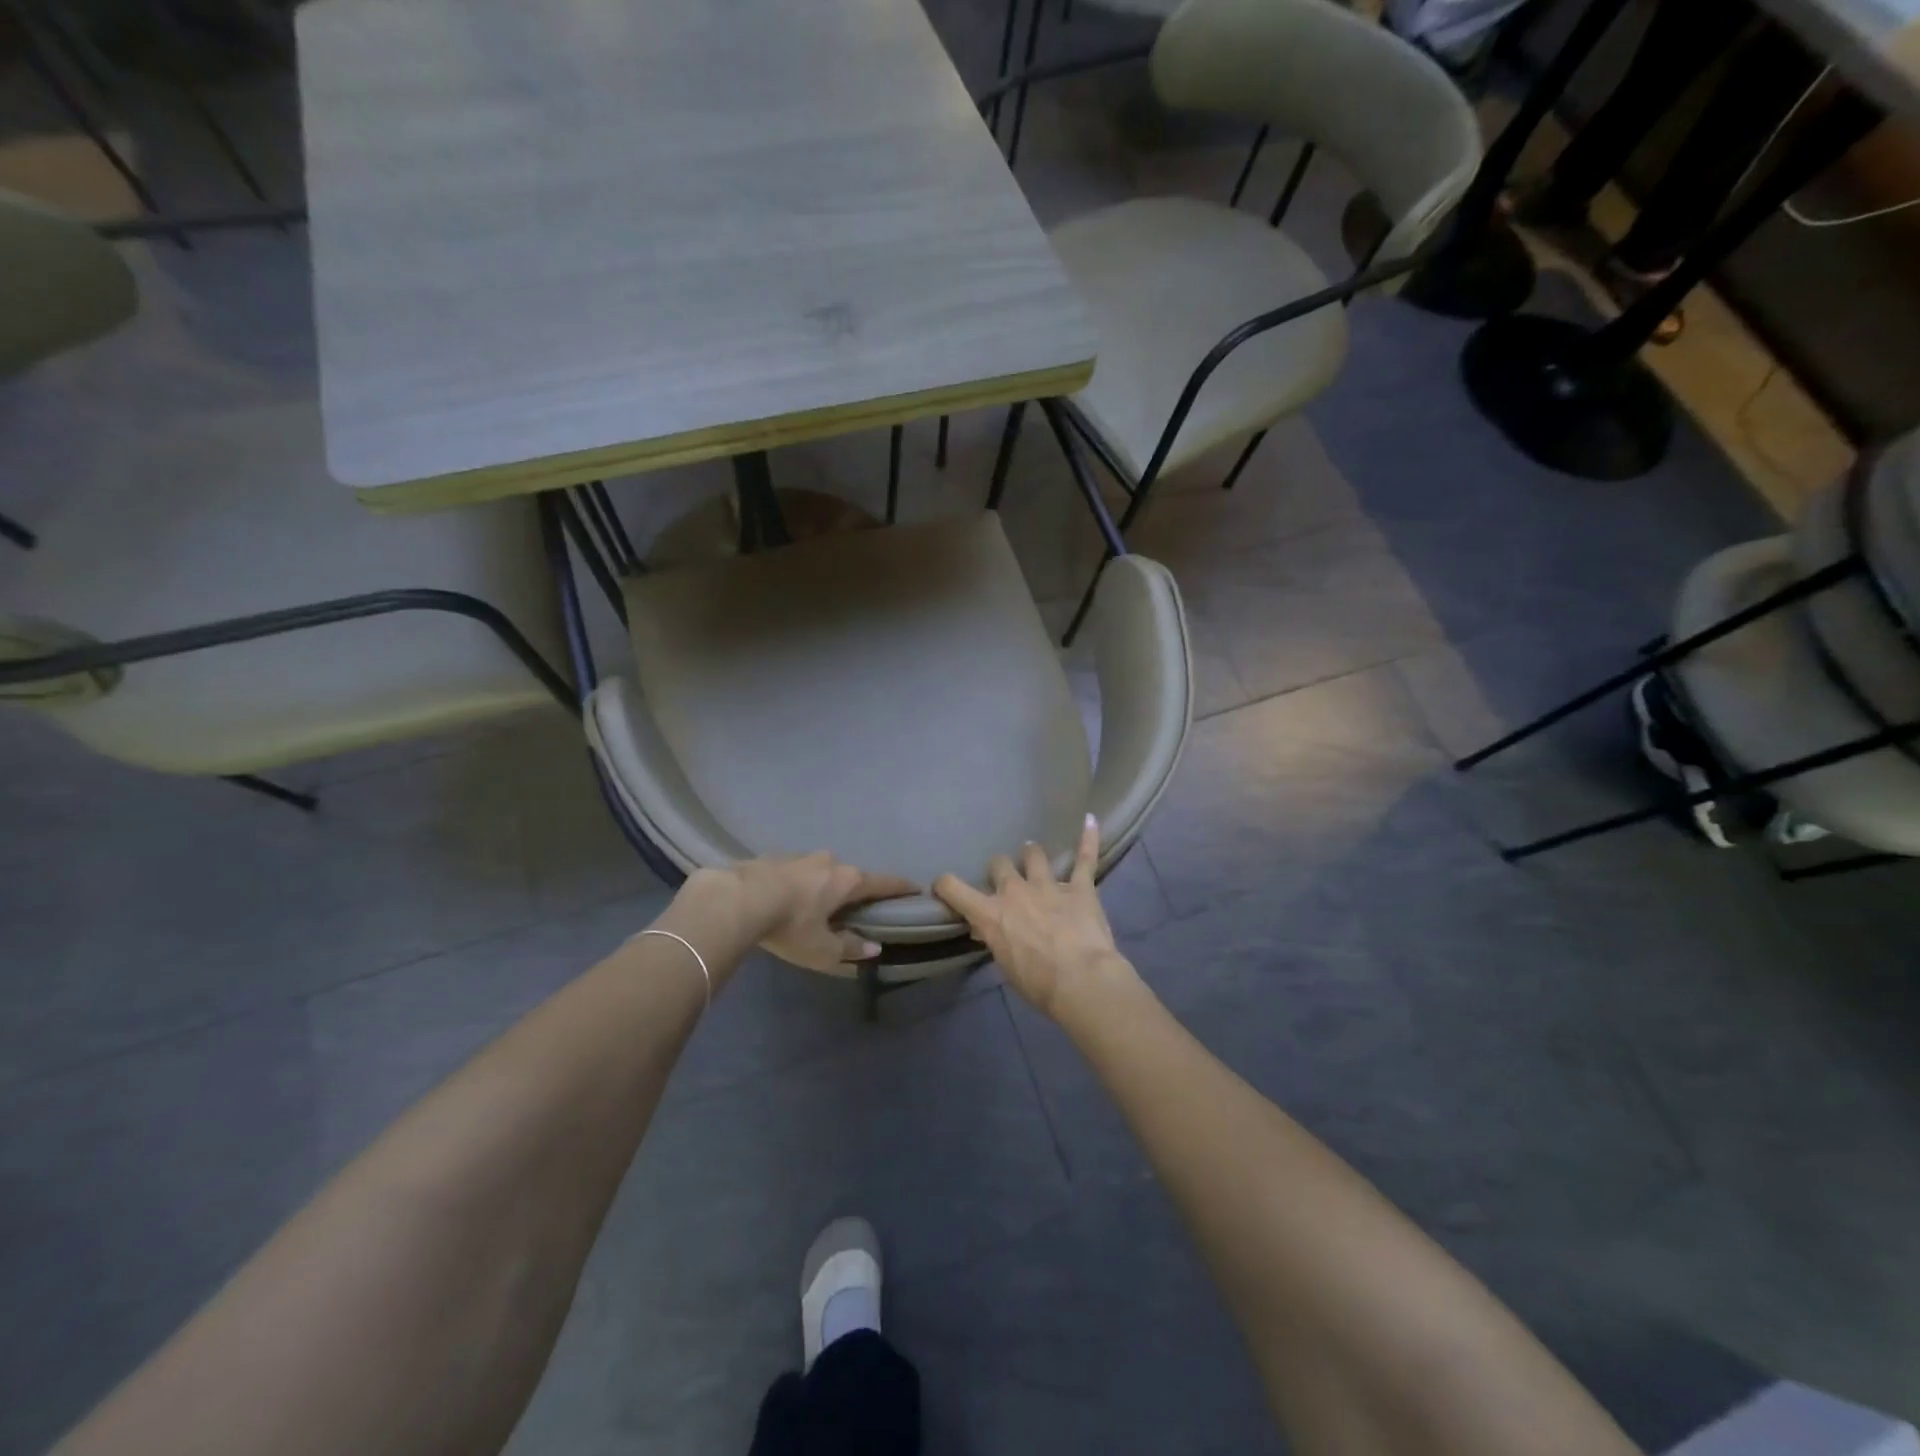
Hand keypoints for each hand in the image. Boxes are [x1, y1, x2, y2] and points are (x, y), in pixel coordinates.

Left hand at [687, 854, 918, 972]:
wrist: (736, 900)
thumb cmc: (790, 925)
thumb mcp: (822, 949)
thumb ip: (849, 949)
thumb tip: (874, 948)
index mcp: (847, 880)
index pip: (882, 882)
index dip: (900, 887)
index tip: (915, 888)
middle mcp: (828, 861)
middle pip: (849, 875)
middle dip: (852, 889)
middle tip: (851, 907)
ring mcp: (798, 856)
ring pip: (818, 870)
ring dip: (820, 885)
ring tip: (812, 904)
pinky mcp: (771, 857)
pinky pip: (792, 871)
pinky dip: (794, 883)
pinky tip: (782, 898)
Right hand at [933, 814, 1132, 1018]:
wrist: (1082, 981)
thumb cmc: (1039, 984)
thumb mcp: (1006, 966)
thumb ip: (996, 941)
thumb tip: (987, 931)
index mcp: (990, 914)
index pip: (954, 888)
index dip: (946, 884)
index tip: (944, 885)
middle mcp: (1015, 891)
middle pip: (999, 865)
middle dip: (1000, 870)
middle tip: (1006, 879)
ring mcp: (1048, 885)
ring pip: (1034, 855)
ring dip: (1032, 855)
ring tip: (1033, 854)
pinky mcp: (1080, 887)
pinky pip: (1085, 858)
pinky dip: (1088, 839)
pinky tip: (1090, 820)